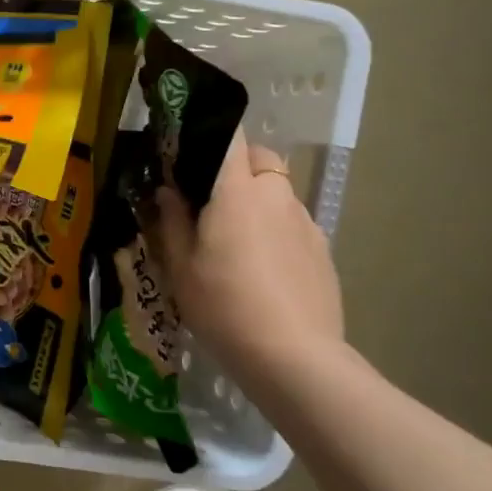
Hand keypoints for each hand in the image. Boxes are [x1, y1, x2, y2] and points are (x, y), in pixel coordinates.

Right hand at [153, 136, 344, 382]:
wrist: (294, 357)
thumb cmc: (224, 306)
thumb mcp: (181, 268)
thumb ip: (171, 221)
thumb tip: (168, 191)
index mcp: (238, 191)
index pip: (231, 136)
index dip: (211, 133)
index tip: (191, 150)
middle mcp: (277, 195)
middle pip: (260, 158)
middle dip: (237, 166)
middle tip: (211, 200)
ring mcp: (306, 222)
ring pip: (278, 192)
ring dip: (258, 201)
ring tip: (237, 241)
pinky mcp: (323, 250)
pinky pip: (294, 223)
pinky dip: (277, 230)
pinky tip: (264, 269)